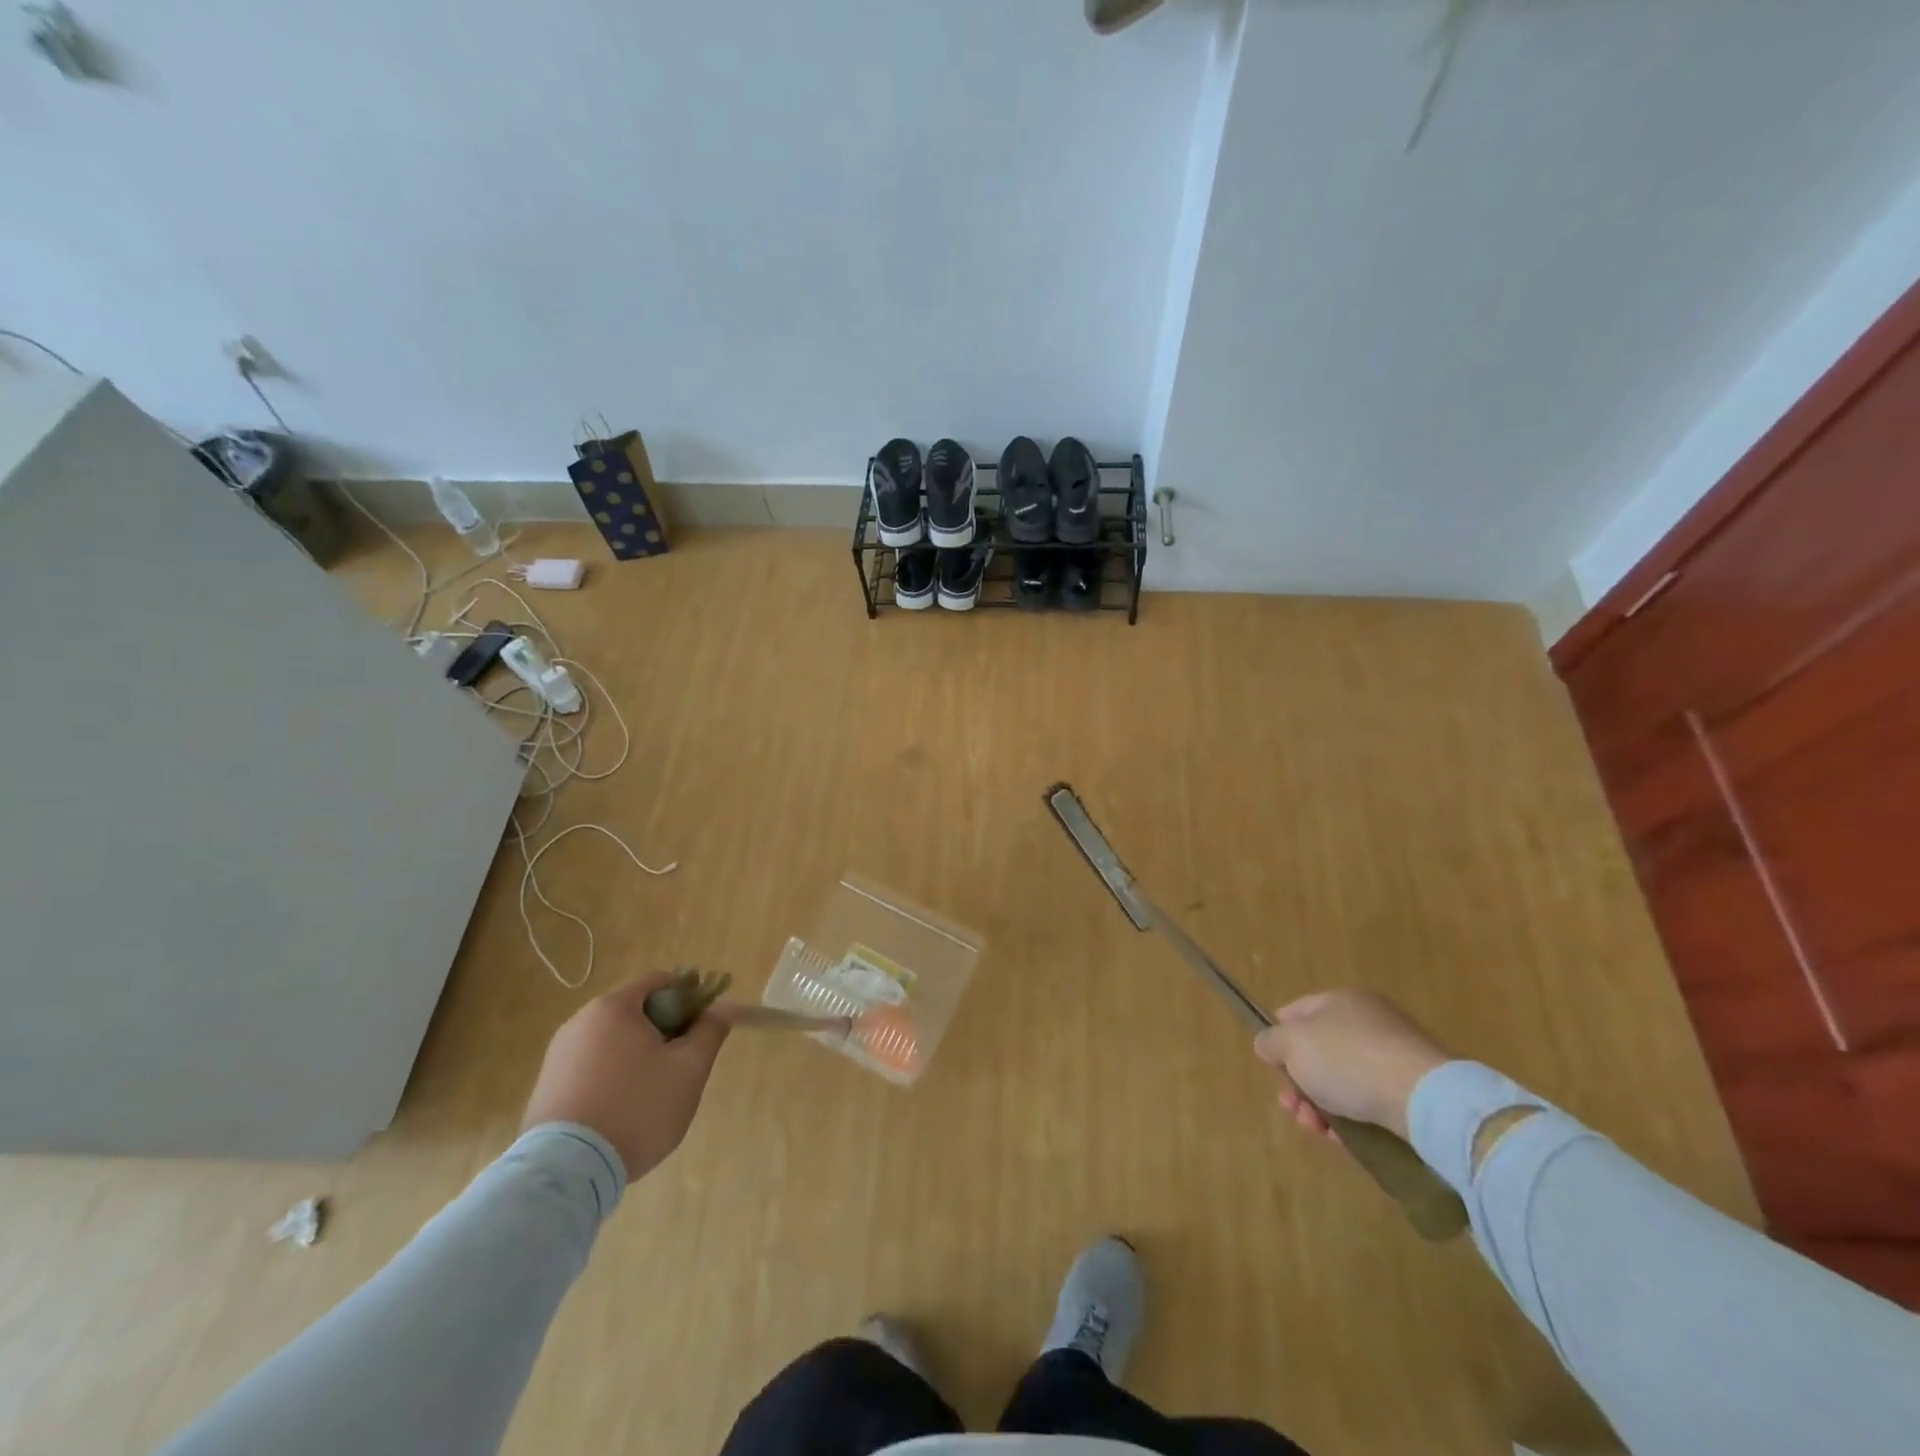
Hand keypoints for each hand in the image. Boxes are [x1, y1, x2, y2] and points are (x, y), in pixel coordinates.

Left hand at [521, 974, 731, 1182]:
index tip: (703, 1024)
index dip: (689, 996)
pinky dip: (611, 1077)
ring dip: (637, 1055)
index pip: (660, 981)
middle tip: (682, 1062)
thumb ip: (709, 1032)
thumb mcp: (689, 1069)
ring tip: (652, 1092)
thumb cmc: (637, 1107)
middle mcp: (580, 1021)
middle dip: (663, 1029)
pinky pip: (590, 1068)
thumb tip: (722, 1009)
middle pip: (635, 1011)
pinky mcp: (545, 1088)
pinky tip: (622, 1110)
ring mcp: (558, 1055)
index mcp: (614, 1007)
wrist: (566, 1172)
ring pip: (612, 1041)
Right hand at [1252, 989, 1449, 1140]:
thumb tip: (1267, 1044)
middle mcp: (1368, 1021)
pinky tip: (1342, 1139)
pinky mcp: (1414, 1091)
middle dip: (1298, 1081)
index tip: (1272, 1066)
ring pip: (1343, 1080)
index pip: (1296, 1012)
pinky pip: (1370, 1101)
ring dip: (1320, 1104)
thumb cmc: (1347, 1059)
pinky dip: (1351, 1119)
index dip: (1278, 1037)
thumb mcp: (1292, 1045)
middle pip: (1319, 1051)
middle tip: (1291, 1106)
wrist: (1424, 1099)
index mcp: (1340, 1000)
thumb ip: (1271, 1041)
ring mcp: (1394, 1056)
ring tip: (1315, 1128)